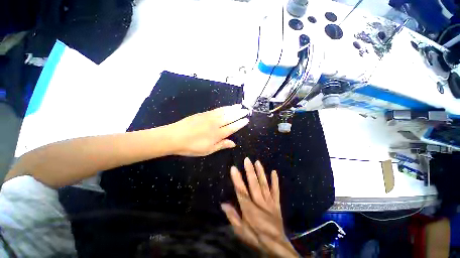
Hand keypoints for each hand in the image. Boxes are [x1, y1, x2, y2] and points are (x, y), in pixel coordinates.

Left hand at [167, 104, 248, 156]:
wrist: (174, 137)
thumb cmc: (191, 147)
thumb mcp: (207, 150)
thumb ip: (221, 145)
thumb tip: (233, 143)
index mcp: (217, 135)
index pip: (232, 128)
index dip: (240, 124)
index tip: (246, 120)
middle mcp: (215, 124)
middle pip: (230, 117)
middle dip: (239, 114)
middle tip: (246, 110)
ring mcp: (209, 117)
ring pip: (224, 112)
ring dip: (233, 108)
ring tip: (239, 106)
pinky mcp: (203, 113)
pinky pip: (216, 109)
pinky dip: (223, 108)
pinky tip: (227, 107)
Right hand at [221, 158, 298, 256]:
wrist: (275, 246)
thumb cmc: (255, 237)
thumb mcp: (240, 231)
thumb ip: (232, 216)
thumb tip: (223, 204)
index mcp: (249, 209)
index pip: (241, 191)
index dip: (237, 179)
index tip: (234, 168)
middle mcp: (259, 202)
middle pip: (254, 184)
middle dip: (250, 171)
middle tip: (247, 160)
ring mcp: (269, 202)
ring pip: (264, 184)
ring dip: (261, 172)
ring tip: (257, 162)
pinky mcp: (276, 204)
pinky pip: (276, 191)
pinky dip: (275, 181)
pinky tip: (274, 172)